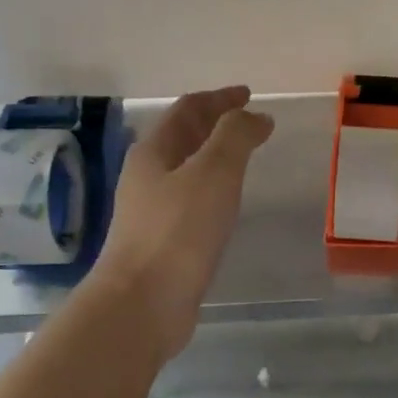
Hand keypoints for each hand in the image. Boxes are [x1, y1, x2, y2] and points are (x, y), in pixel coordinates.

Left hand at [90, 86, 273, 359]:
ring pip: (186, 170)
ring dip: (213, 157)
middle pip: (182, 137)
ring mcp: (151, 211)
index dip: (219, 98)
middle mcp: (147, 176)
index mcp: (154, 152)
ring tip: (243, 158)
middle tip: (249, 122)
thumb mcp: (214, 172)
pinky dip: (213, 190)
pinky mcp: (162, 242)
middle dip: (215, 124)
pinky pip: (191, 201)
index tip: (248, 94)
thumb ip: (235, 136)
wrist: (143, 303)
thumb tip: (255, 116)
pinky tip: (226, 204)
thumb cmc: (178, 231)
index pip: (188, 109)